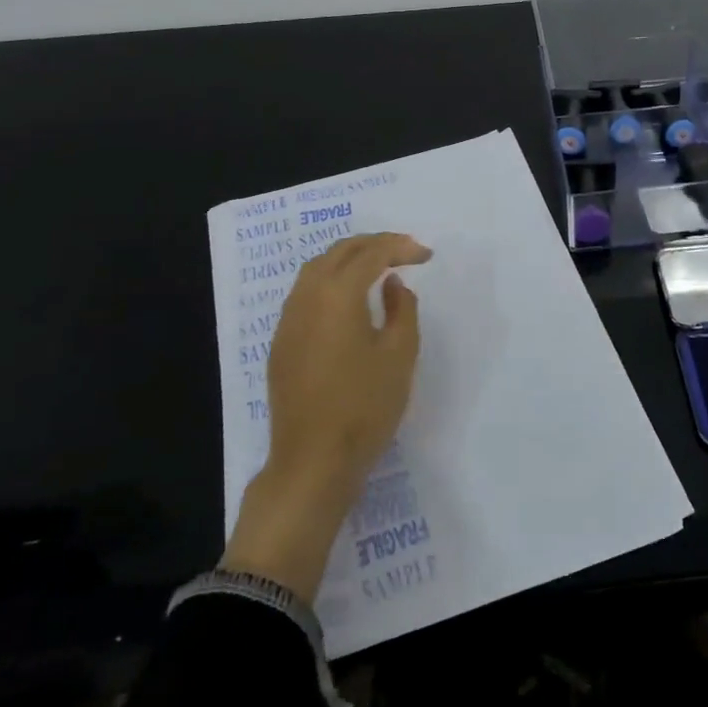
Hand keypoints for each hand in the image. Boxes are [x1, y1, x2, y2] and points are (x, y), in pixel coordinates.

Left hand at [222, 232, 431, 597]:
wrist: (313, 462)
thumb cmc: (364, 407)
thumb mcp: (400, 355)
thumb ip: (401, 309)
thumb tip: (391, 284)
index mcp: (336, 295)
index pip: (371, 253)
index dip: (400, 247)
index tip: (426, 255)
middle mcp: (306, 298)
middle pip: (339, 252)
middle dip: (373, 244)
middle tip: (404, 252)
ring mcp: (288, 320)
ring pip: (316, 269)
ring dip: (348, 259)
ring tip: (378, 268)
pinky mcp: (281, 342)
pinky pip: (305, 293)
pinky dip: (330, 281)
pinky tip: (348, 300)